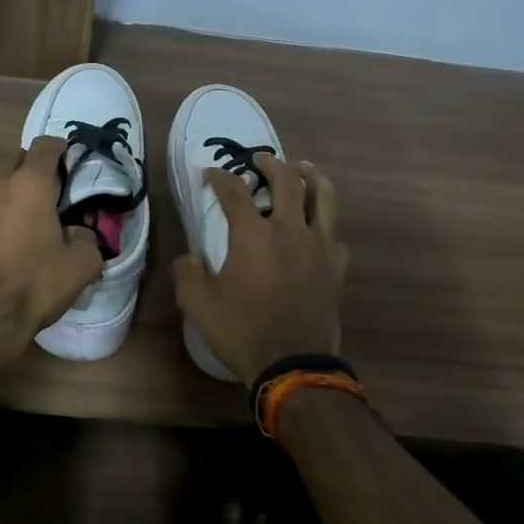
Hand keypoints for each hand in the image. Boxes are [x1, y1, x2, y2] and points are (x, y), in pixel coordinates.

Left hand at [0, 136, 103, 356]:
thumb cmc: (34, 285)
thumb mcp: (82, 264)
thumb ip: (87, 236)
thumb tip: (75, 231)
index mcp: (29, 183)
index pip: (46, 145)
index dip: (61, 151)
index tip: (69, 166)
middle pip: (14, 158)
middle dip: (30, 170)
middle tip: (45, 194)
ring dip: (6, 190)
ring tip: (19, 216)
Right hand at [172, 155, 348, 385]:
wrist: (292, 364)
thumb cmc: (242, 330)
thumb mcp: (198, 304)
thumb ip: (187, 273)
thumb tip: (190, 258)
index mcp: (253, 235)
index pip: (234, 191)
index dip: (218, 177)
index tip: (209, 174)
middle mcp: (289, 230)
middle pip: (286, 180)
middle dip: (270, 163)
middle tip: (260, 159)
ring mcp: (319, 247)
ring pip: (323, 196)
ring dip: (310, 177)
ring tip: (301, 170)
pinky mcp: (336, 267)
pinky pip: (335, 236)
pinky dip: (325, 226)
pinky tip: (318, 230)